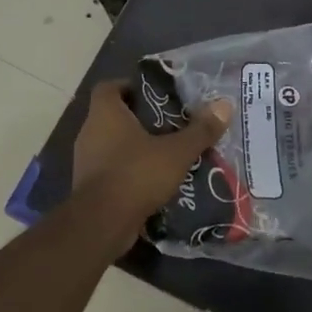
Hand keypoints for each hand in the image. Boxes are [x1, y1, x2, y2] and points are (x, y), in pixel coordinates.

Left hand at [73, 81, 232, 228]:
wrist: (102, 224)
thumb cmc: (136, 174)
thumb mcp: (176, 152)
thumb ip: (200, 130)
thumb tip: (225, 105)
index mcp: (105, 113)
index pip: (109, 87)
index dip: (130, 87)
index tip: (155, 95)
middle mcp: (90, 132)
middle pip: (114, 116)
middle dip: (141, 119)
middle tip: (171, 123)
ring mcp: (86, 161)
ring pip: (113, 144)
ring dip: (137, 147)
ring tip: (168, 152)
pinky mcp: (89, 186)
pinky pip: (112, 169)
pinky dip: (130, 170)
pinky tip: (155, 179)